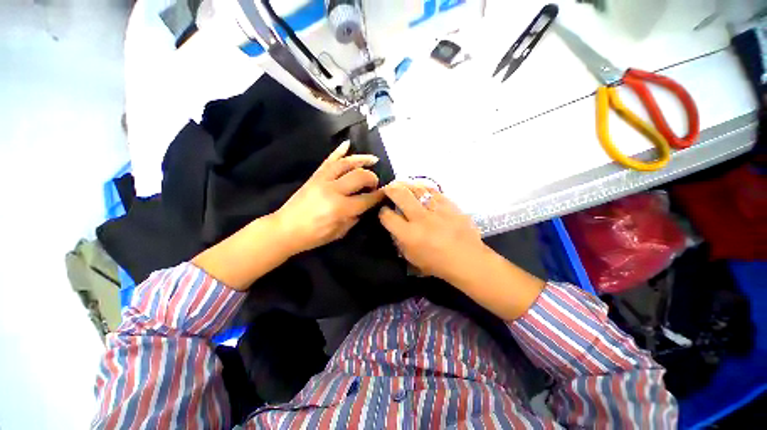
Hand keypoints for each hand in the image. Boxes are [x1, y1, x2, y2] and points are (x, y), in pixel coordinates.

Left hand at [274, 141, 384, 254]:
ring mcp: (322, 180)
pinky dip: (338, 151)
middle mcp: (333, 190)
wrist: (285, 229)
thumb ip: (355, 217)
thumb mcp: (339, 233)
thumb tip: (365, 205)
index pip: (367, 199)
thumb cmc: (313, 236)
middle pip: (360, 176)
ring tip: (373, 159)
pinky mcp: (314, 176)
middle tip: (376, 184)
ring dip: (361, 159)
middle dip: (372, 178)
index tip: (386, 193)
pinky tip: (348, 144)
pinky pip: (328, 160)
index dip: (379, 196)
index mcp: (341, 208)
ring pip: (346, 163)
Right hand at [378, 182, 485, 281]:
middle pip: (400, 195)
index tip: (384, 211)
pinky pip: (433, 190)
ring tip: (402, 184)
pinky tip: (420, 188)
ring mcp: (436, 209)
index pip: (388, 216)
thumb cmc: (437, 263)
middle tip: (388, 188)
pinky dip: (423, 187)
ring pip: (417, 188)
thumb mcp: (412, 258)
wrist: (467, 259)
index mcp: (409, 235)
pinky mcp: (449, 204)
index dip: (382, 212)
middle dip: (390, 189)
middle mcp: (420, 218)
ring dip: (406, 184)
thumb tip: (394, 226)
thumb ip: (399, 242)